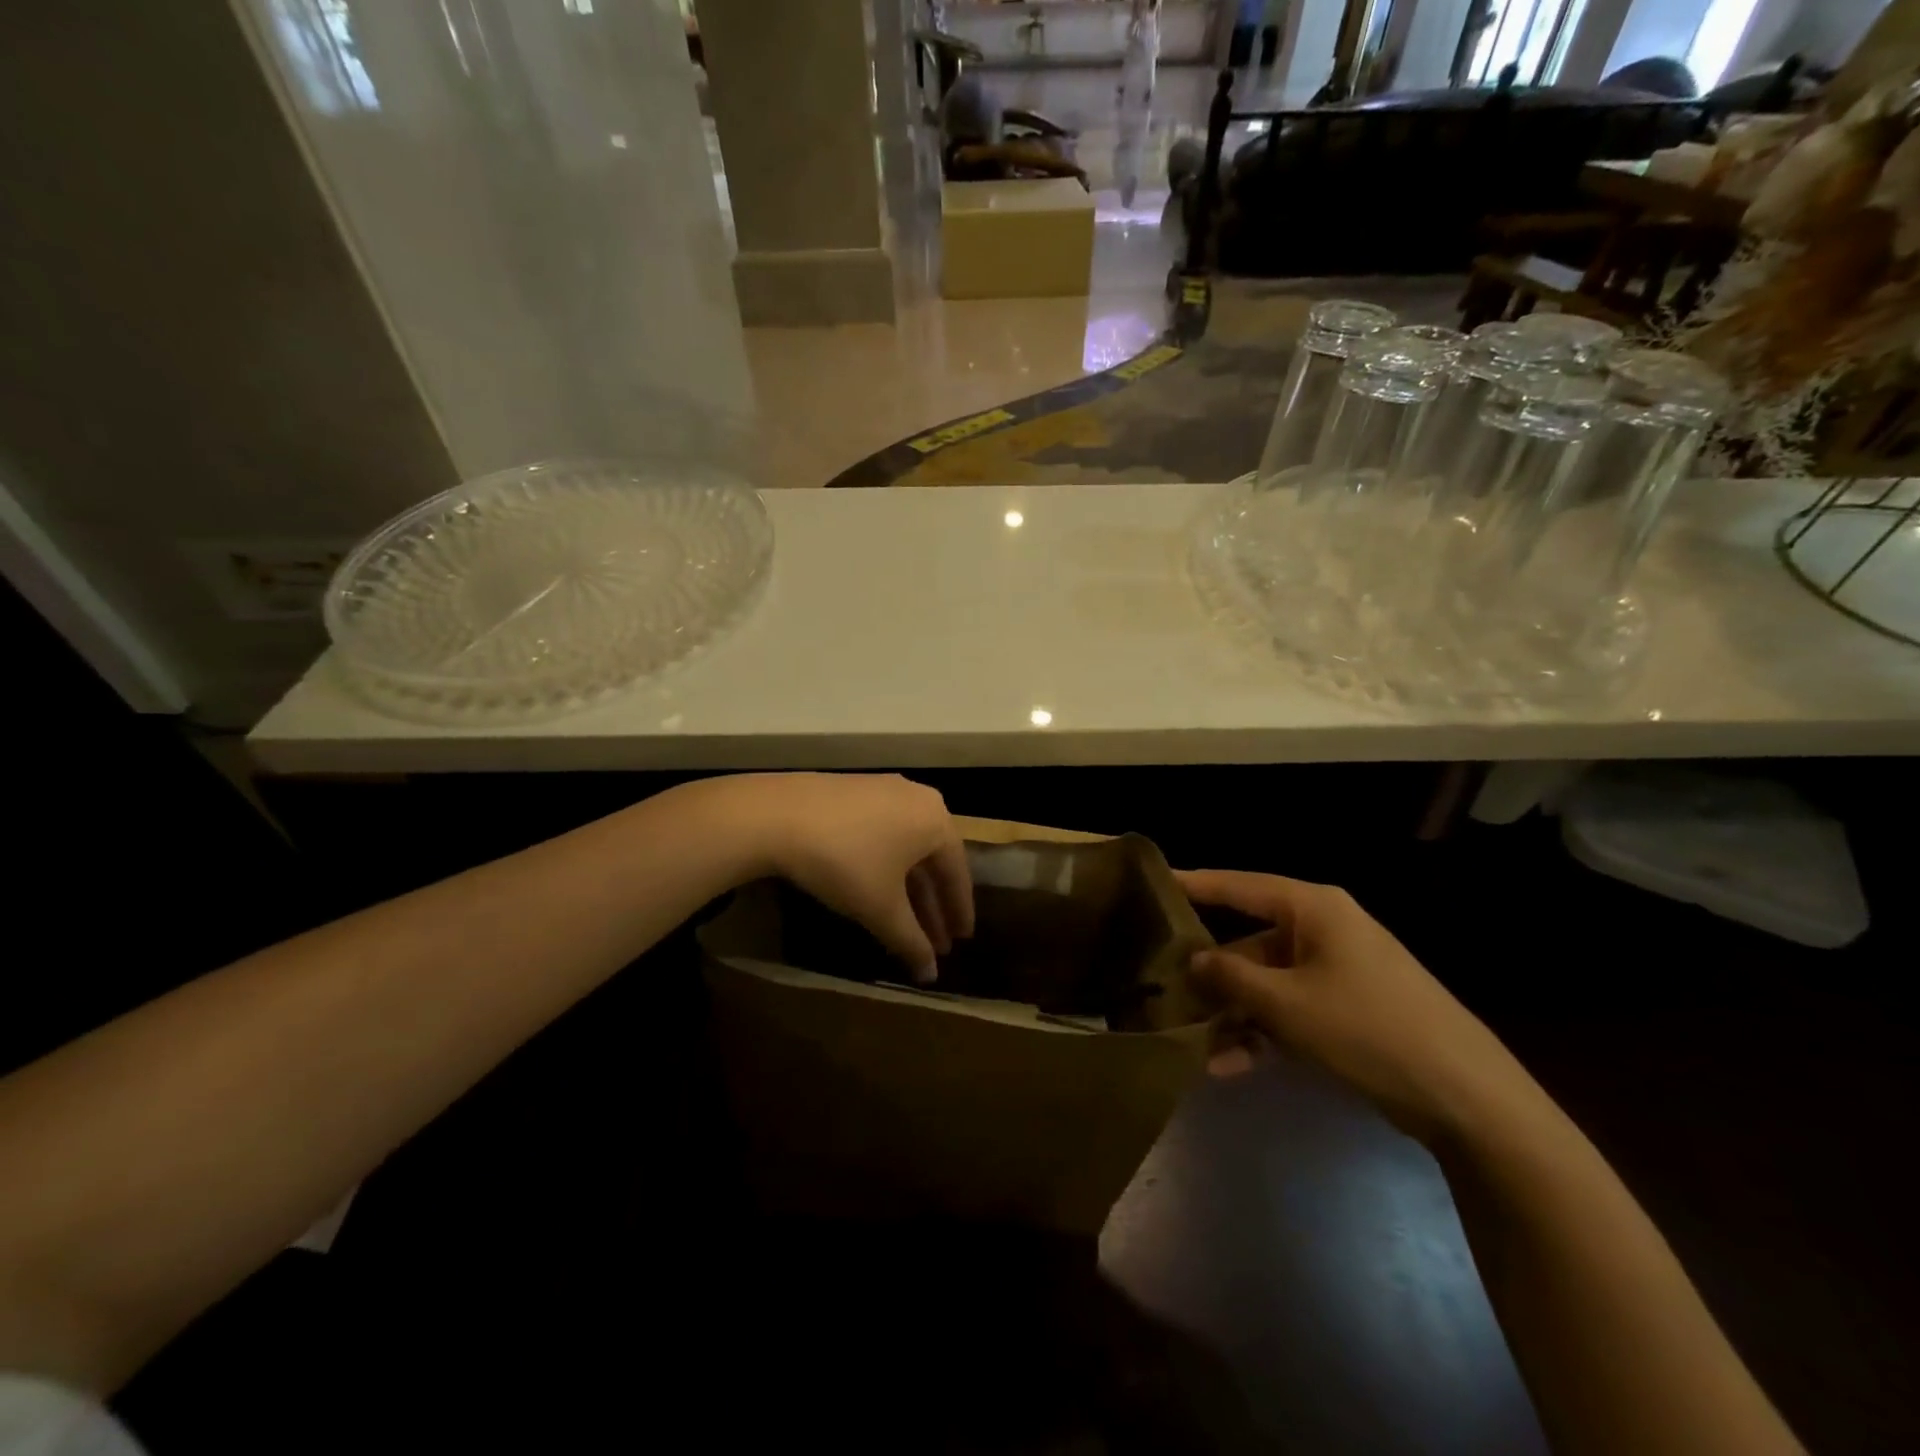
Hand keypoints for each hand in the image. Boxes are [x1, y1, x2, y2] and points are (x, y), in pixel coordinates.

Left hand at [723, 774, 973, 983]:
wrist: (777, 815)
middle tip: (937, 942)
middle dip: (932, 905)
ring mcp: (885, 790)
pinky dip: (887, 865)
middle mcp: (918, 799)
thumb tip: (931, 975)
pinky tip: (878, 888)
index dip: (959, 911)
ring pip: (906, 848)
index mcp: (936, 821)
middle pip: (932, 861)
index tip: (961, 940)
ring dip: (909, 887)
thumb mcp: (881, 908)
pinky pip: (884, 833)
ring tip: (906, 922)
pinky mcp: (855, 791)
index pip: (958, 873)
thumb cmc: (844, 862)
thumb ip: (911, 941)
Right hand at [1177, 869, 1541, 1145]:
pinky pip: (1290, 1011)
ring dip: (1233, 1014)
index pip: (1239, 886)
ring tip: (1192, 1043)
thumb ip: (1231, 978)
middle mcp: (1323, 930)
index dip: (1195, 885)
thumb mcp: (1287, 1004)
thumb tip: (1193, 960)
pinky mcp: (1347, 1009)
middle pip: (1250, 942)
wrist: (1467, 1098)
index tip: (1152, 883)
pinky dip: (1262, 1034)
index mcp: (1313, 909)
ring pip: (1267, 983)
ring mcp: (1337, 971)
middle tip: (1162, 988)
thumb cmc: (1368, 1029)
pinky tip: (1227, 1067)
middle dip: (1210, 974)